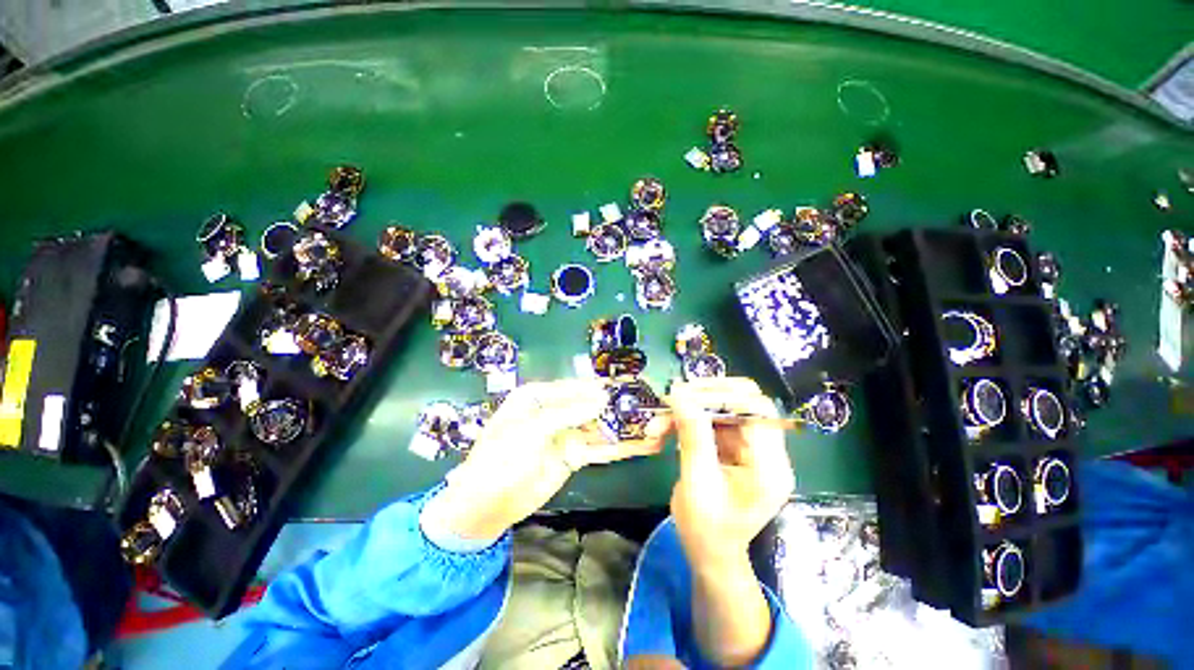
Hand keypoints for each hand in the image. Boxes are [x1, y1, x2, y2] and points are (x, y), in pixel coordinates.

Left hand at [422, 379, 667, 543]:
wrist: (485, 505)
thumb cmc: (501, 458)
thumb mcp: (531, 430)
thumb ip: (568, 412)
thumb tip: (602, 398)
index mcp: (539, 396)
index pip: (577, 386)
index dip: (602, 387)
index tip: (631, 387)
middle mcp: (555, 410)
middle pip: (592, 405)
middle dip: (620, 407)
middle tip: (652, 406)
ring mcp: (566, 434)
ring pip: (601, 427)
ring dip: (626, 427)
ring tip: (657, 425)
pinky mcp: (574, 456)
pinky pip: (600, 448)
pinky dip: (620, 447)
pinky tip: (643, 445)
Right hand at [666, 377, 793, 665]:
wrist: (709, 553)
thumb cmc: (707, 530)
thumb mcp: (697, 484)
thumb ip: (693, 437)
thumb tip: (680, 395)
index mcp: (769, 464)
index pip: (757, 409)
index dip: (723, 395)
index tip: (686, 396)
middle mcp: (763, 449)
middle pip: (740, 401)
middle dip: (702, 397)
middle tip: (671, 400)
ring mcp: (746, 446)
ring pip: (718, 409)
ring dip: (685, 412)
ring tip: (656, 426)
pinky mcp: (729, 446)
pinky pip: (707, 421)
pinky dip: (682, 422)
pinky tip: (661, 432)